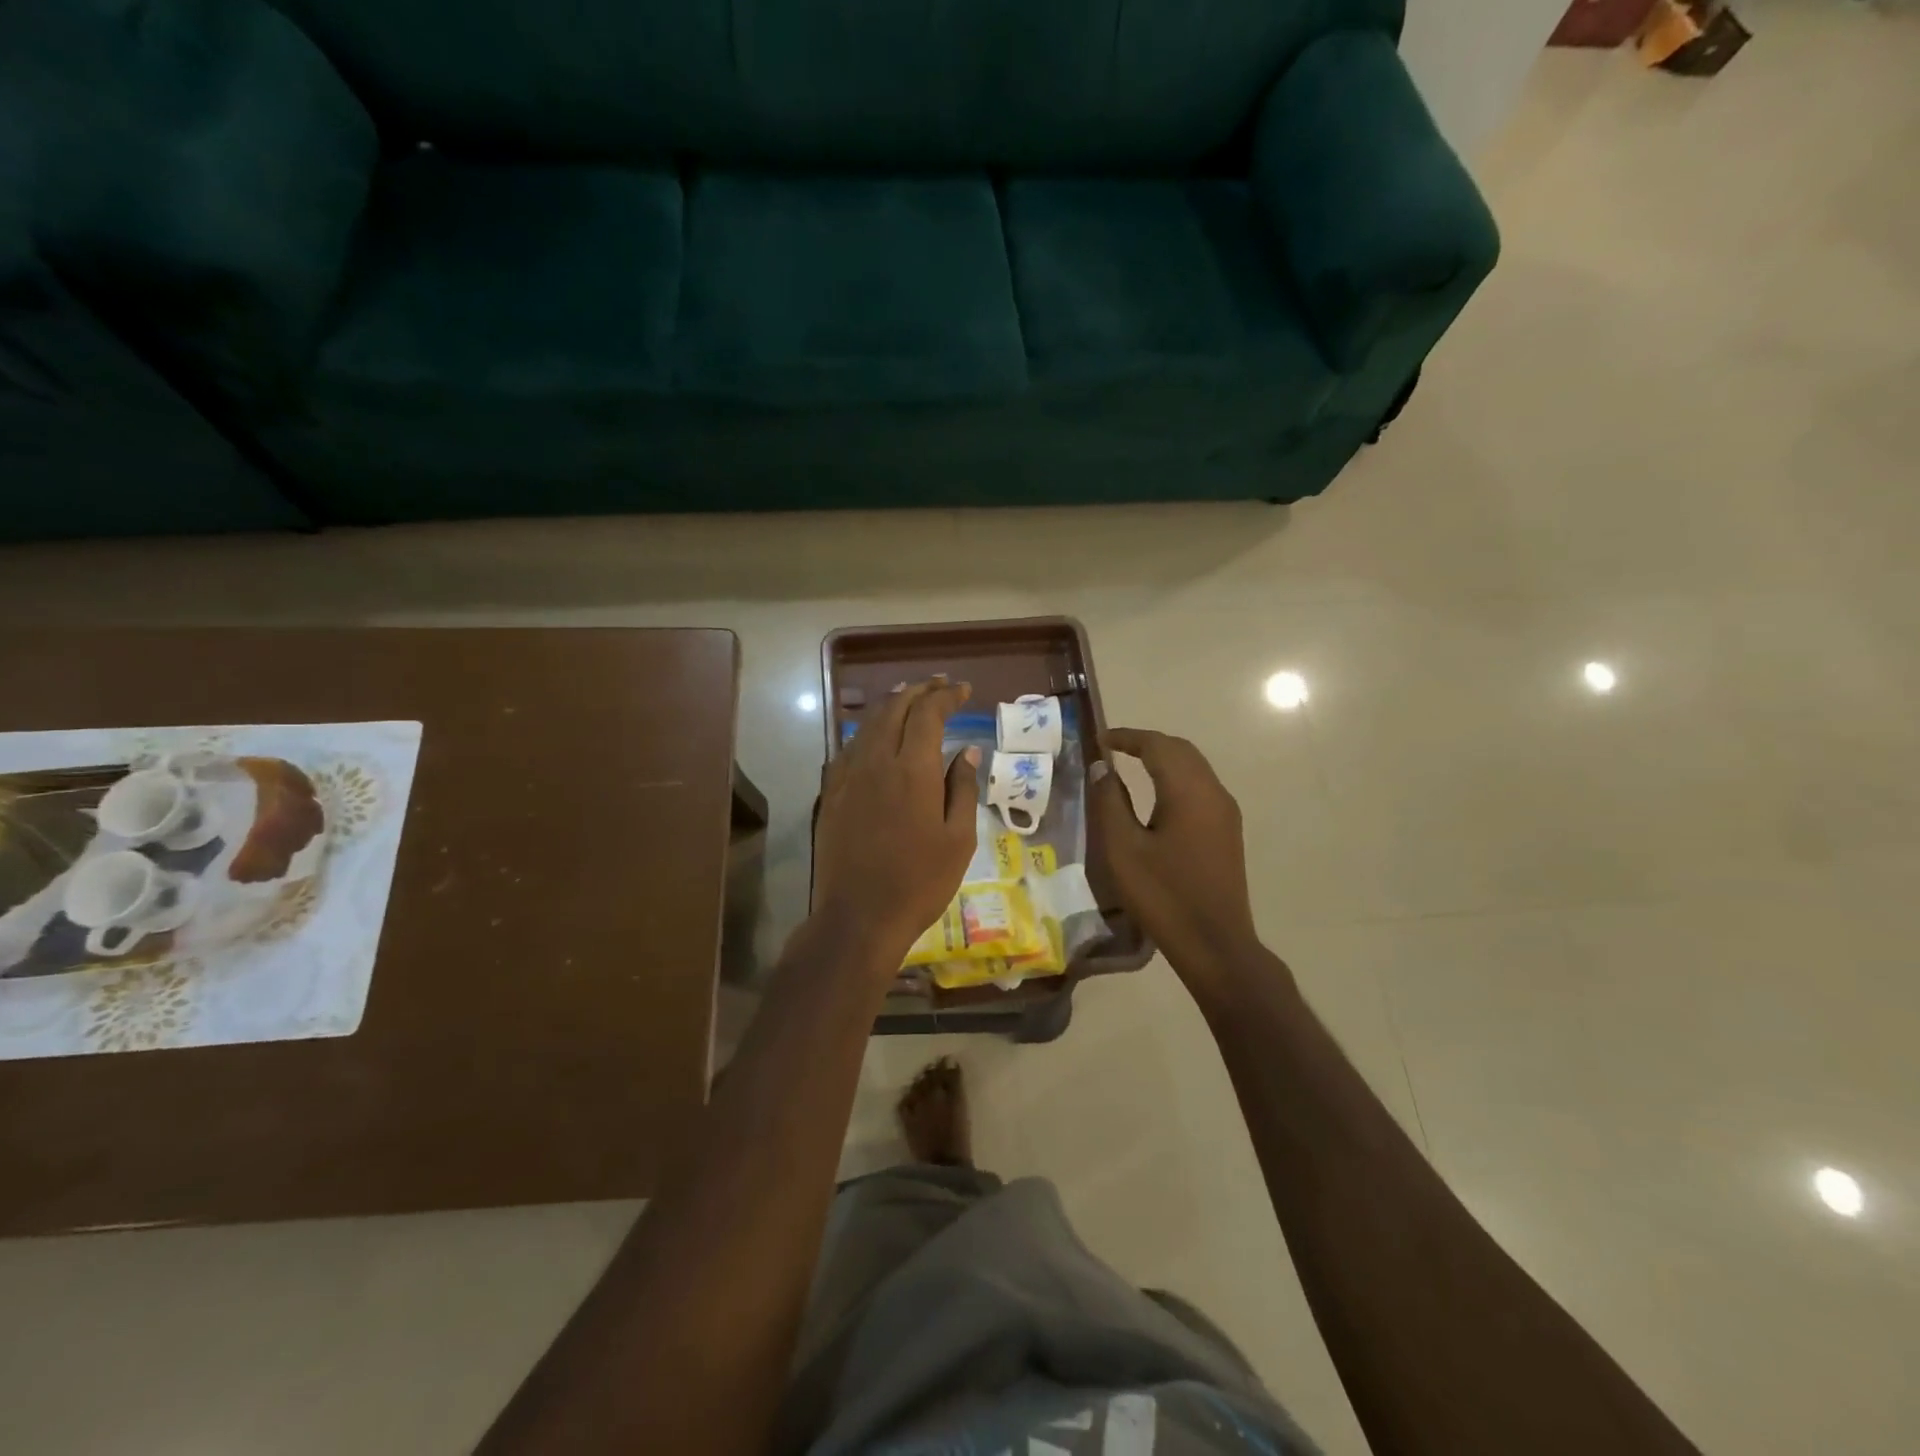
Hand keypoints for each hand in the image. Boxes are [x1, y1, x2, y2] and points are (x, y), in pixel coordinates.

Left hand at [813, 678, 980, 968]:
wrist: (858, 917)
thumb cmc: (919, 882)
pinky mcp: (831, 794)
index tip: (962, 690)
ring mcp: (847, 776)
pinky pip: (849, 748)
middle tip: (939, 686)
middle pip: (894, 708)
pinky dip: (867, 732)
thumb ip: (962, 789)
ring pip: (867, 724)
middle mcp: (875, 761)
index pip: (927, 713)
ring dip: (891, 705)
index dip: (945, 696)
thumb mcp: (958, 839)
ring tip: (909, 697)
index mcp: (911, 769)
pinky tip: (875, 737)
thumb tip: (967, 752)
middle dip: (918, 691)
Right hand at [1091, 728, 1263, 991]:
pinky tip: (1156, 796)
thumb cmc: (1163, 895)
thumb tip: (1101, 768)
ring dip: (1163, 759)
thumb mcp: (1123, 848)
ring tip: (1129, 766)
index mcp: (1189, 792)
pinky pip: (1200, 787)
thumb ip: (1110, 802)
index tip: (1100, 739)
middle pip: (1181, 750)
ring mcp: (1225, 812)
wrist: (1214, 944)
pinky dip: (1175, 778)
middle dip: (1147, 743)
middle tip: (1113, 748)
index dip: (1127, 737)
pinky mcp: (1227, 831)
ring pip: (1194, 767)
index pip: (1158, 746)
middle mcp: (1213, 792)